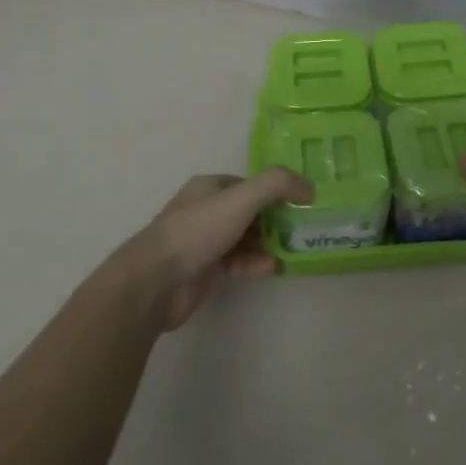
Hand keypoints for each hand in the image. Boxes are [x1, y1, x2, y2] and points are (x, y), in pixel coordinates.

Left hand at [102, 167, 312, 330]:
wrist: (156, 280)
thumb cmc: (198, 231)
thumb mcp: (241, 198)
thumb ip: (277, 185)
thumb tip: (309, 188)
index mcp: (209, 187)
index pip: (250, 184)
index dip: (275, 192)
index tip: (301, 205)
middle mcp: (206, 210)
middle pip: (249, 211)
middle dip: (275, 220)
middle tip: (302, 231)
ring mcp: (204, 241)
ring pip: (244, 238)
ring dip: (268, 244)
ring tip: (292, 251)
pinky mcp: (205, 269)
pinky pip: (237, 263)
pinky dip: (254, 263)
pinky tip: (271, 268)